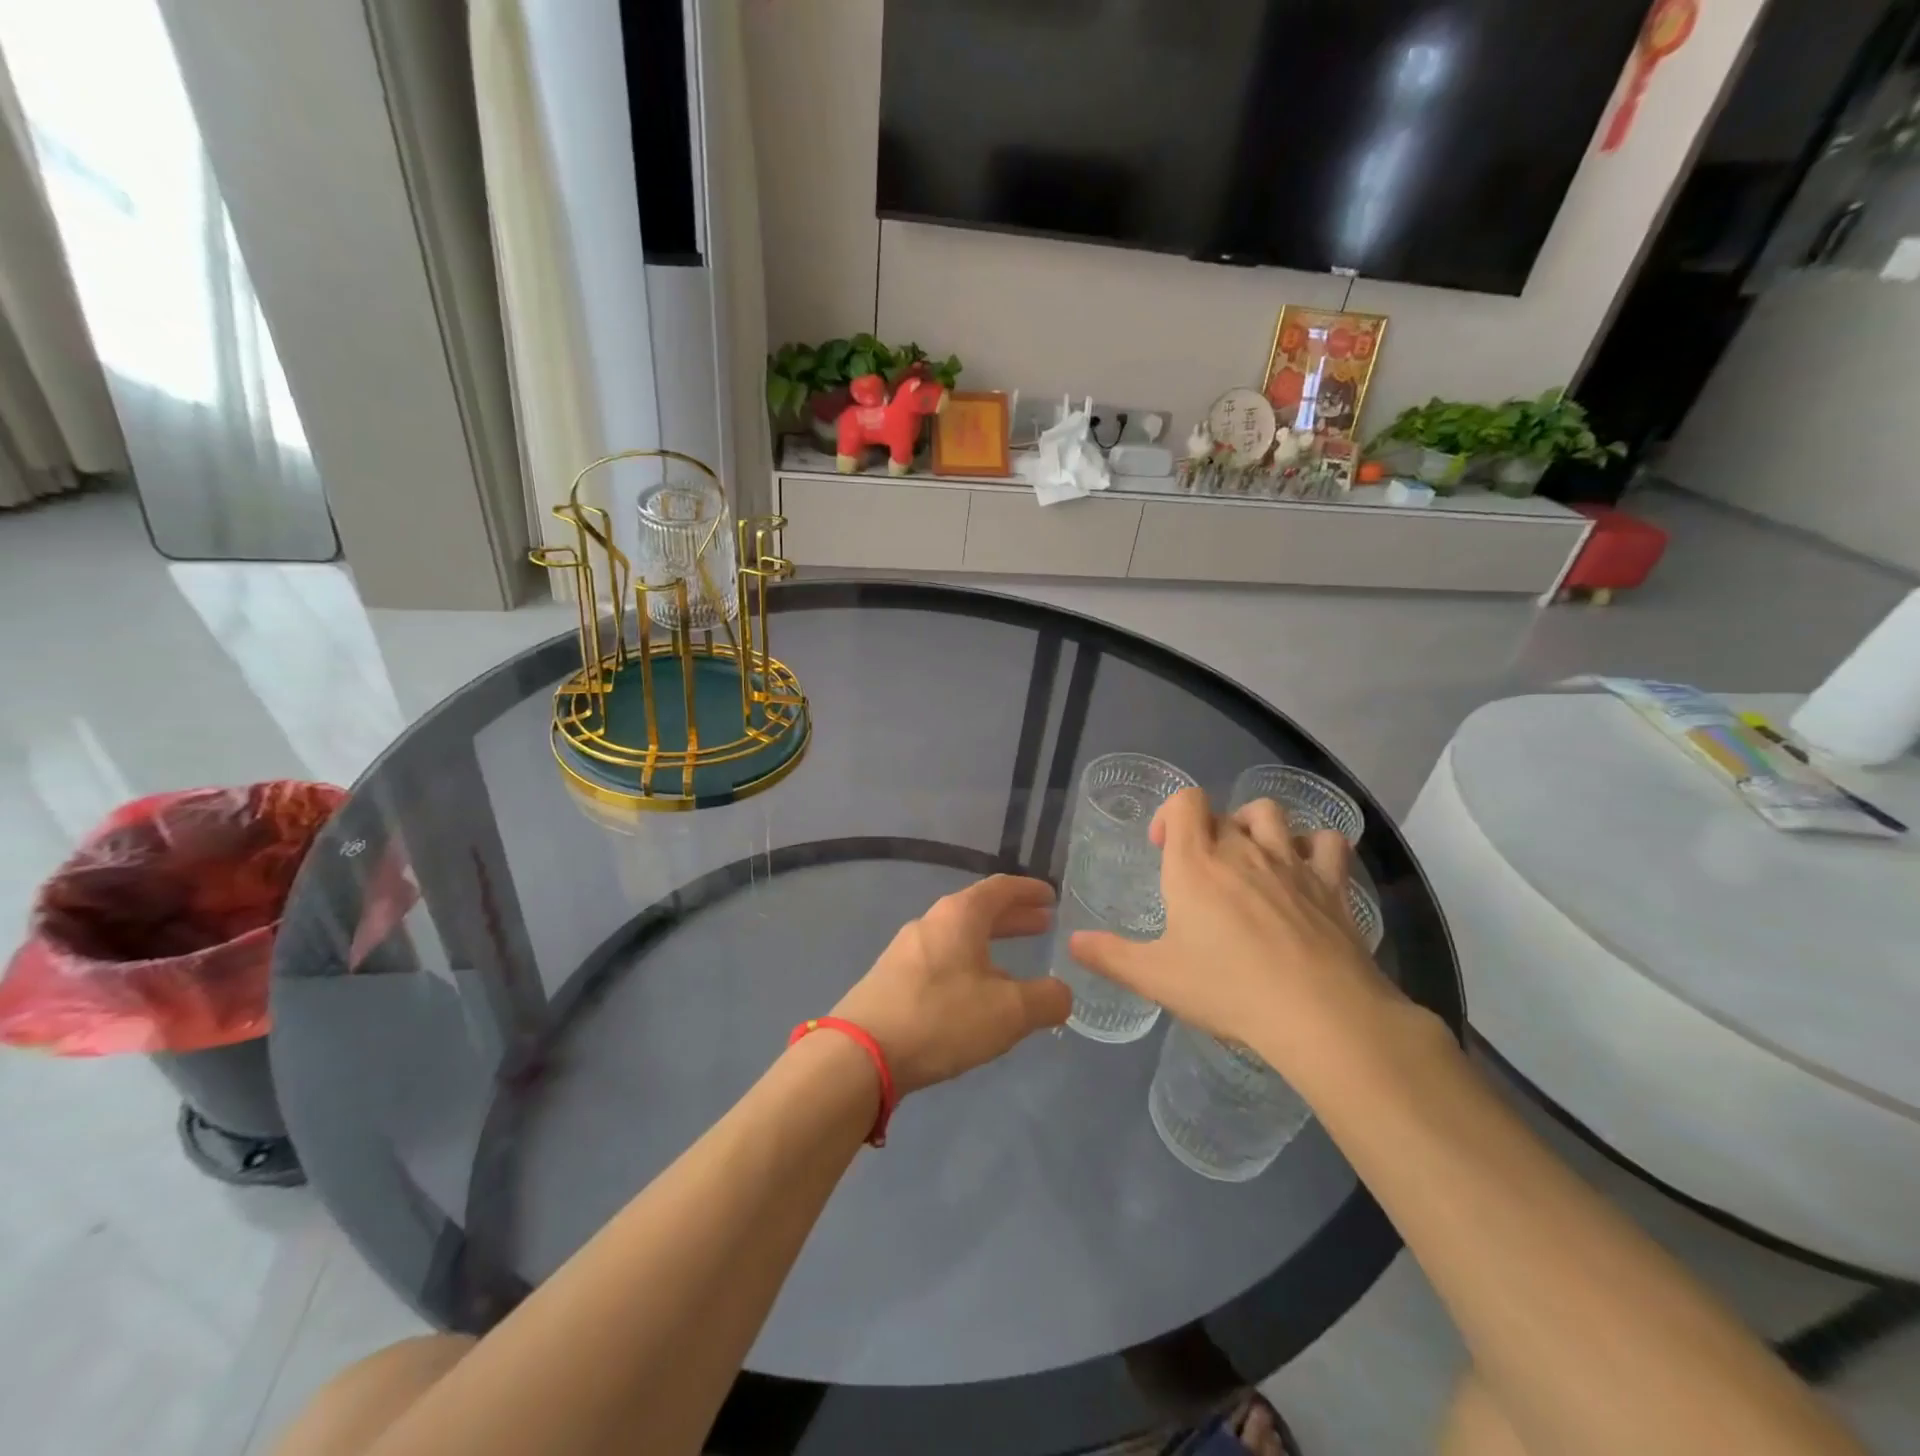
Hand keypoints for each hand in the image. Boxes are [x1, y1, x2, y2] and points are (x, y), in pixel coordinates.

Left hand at [832, 874, 1071, 1095]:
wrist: (861, 1053)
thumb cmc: (941, 1018)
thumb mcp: (1009, 1012)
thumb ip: (1045, 999)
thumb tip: (1062, 993)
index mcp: (959, 915)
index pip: (1001, 888)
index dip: (1029, 891)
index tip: (1051, 897)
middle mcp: (931, 922)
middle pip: (979, 911)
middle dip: (1013, 918)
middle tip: (1042, 926)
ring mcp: (906, 950)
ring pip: (959, 938)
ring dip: (990, 945)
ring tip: (1015, 967)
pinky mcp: (891, 978)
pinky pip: (941, 960)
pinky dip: (968, 965)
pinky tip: (975, 996)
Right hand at [1069, 788, 1408, 1084]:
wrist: (1319, 1013)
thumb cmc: (1228, 989)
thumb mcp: (1156, 978)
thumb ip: (1110, 956)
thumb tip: (1072, 942)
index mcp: (1196, 863)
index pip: (1185, 801)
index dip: (1171, 814)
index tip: (1163, 848)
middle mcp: (1243, 850)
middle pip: (1223, 812)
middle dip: (1207, 831)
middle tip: (1201, 872)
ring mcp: (1291, 863)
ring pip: (1271, 815)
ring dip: (1255, 826)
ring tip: (1250, 859)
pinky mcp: (1332, 884)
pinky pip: (1328, 843)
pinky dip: (1314, 847)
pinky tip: (1306, 870)